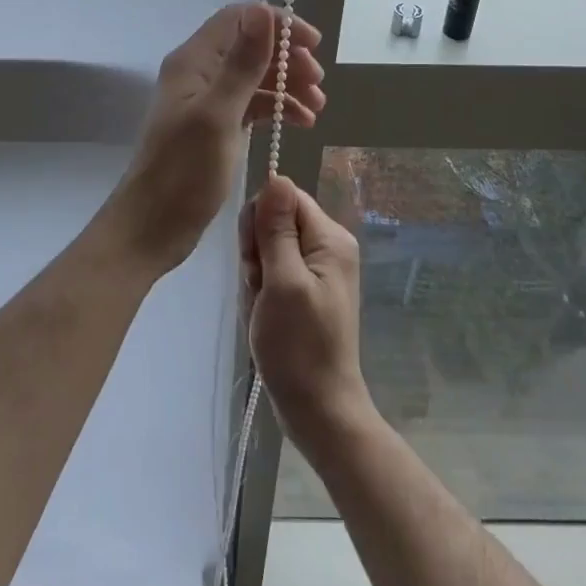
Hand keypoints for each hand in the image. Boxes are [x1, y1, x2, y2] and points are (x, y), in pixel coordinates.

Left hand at [111, 3, 324, 276]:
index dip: (278, 25)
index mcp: (194, 61)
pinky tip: (301, 123)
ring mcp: (206, 100)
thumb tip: (262, 11)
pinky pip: (251, 104)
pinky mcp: (214, 126)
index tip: (313, 45)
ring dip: (287, 84)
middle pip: (250, 46)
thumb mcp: (219, 115)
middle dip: (288, 58)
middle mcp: (199, 73)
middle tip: (318, 82)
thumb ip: (242, 63)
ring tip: (317, 107)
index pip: (239, 19)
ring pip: (254, 77)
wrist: (153, 227)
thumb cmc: (184, 172)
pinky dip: (277, 108)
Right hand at [240, 175, 374, 454]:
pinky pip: (271, 273)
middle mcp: (327, 247)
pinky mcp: (305, 290)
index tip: (255, 259)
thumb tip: (276, 175)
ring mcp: (317, 271)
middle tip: (260, 289)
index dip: (261, 222)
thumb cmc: (299, 347)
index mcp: (330, 238)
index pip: (284, 199)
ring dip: (255, 277)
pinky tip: (264, 317)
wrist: (318, 410)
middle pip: (275, 222)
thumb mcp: (283, 281)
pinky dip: (260, 292)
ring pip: (267, 249)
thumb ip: (277, 228)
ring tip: (263, 308)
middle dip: (256, 253)